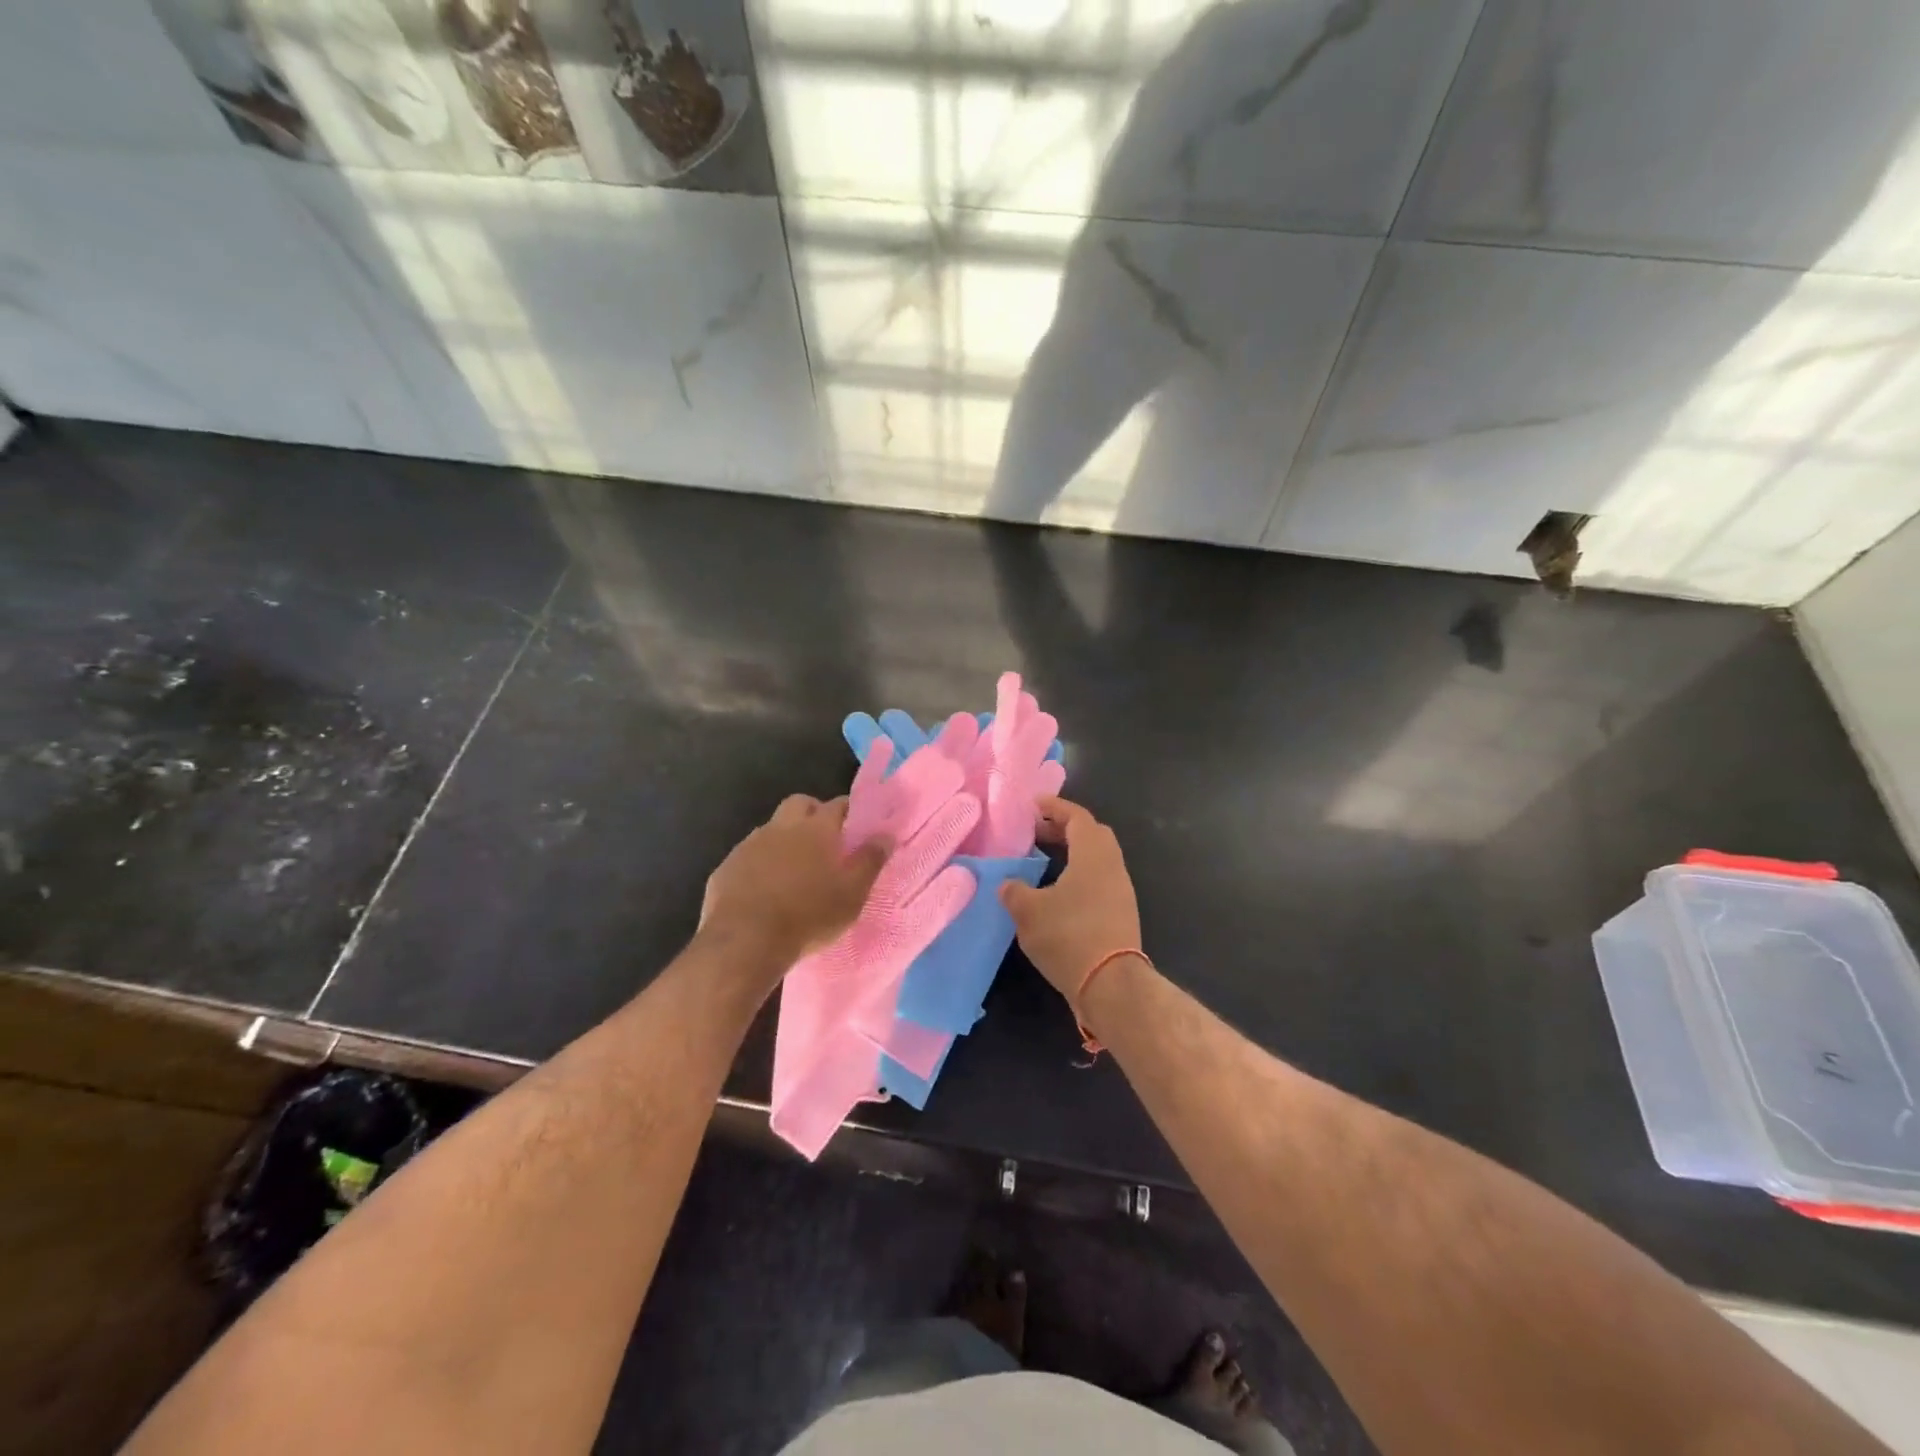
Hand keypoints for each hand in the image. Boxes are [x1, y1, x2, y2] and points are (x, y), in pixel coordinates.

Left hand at [701, 796, 888, 975]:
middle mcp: (782, 827)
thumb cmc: (809, 916)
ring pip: (772, 828)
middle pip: (800, 803)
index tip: (857, 825)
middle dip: (813, 813)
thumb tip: (885, 835)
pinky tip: (765, 889)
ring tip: (795, 869)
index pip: (838, 804)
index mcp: (816, 829)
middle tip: (825, 841)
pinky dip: (761, 863)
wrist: (745, 941)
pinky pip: (749, 855)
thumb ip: (870, 861)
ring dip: (785, 839)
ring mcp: (750, 844)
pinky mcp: (727, 866)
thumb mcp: (852, 895)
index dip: (849, 811)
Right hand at [999, 796, 1140, 999]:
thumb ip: (1015, 891)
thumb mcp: (1028, 912)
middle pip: (1092, 835)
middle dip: (1065, 829)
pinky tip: (1057, 893)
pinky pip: (1099, 882)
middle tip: (1037, 832)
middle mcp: (1112, 867)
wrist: (1111, 985)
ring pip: (1097, 860)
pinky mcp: (1121, 916)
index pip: (1078, 817)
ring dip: (1073, 854)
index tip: (1034, 804)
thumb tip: (1009, 884)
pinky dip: (1079, 876)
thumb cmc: (1068, 936)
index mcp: (1093, 855)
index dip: (1056, 807)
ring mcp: (1121, 892)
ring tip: (1044, 862)